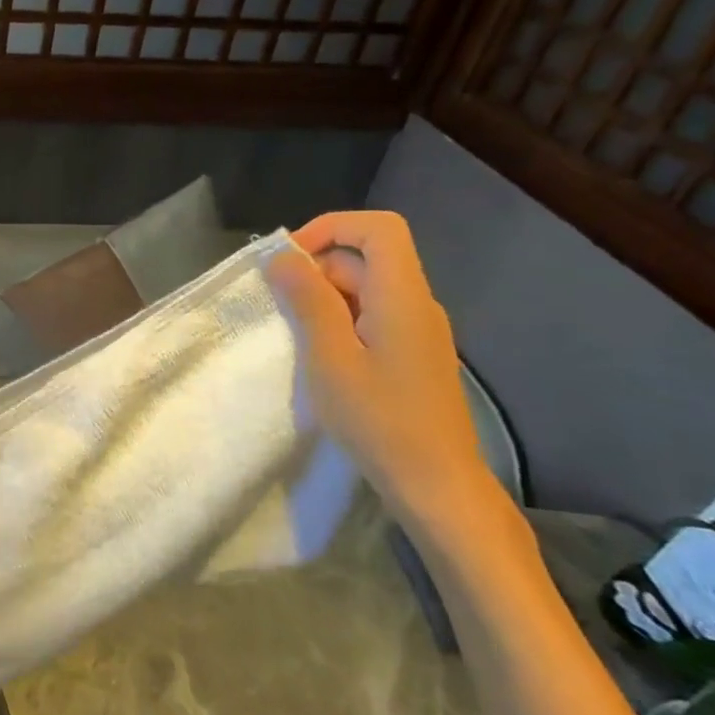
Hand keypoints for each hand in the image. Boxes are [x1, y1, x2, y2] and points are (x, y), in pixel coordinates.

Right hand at [265, 212, 522, 558]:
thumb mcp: (330, 358)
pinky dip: (337, 322)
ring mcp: (416, 331)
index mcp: (402, 297)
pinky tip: (316, 355)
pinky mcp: (410, 355)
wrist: (437, 486)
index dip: (330, 228)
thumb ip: (308, 301)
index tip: (288, 260)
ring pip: (365, 289)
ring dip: (322, 298)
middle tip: (277, 306)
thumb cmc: (380, 420)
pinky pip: (370, 317)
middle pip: (365, 258)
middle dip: (315, 269)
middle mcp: (416, 304)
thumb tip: (282, 256)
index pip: (378, 229)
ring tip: (291, 334)